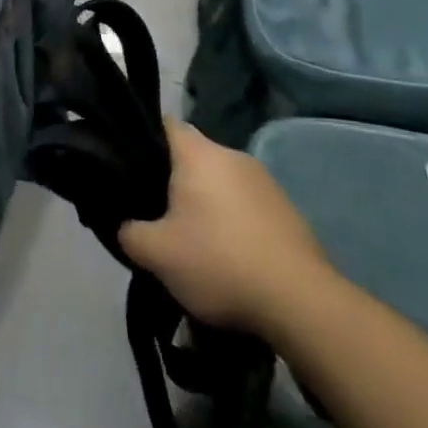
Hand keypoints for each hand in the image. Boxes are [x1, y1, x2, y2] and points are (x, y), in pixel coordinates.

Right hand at [120, 121, 332, 335]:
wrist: (301, 302)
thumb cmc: (219, 262)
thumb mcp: (156, 254)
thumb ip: (129, 232)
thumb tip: (126, 226)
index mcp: (199, 154)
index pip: (164, 124)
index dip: (143, 139)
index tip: (131, 166)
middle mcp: (233, 156)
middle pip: (193, 156)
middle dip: (174, 180)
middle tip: (156, 213)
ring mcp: (265, 182)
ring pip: (221, 182)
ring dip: (206, 203)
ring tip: (193, 241)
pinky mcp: (288, 210)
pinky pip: (246, 205)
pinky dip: (233, 223)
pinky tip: (229, 256)